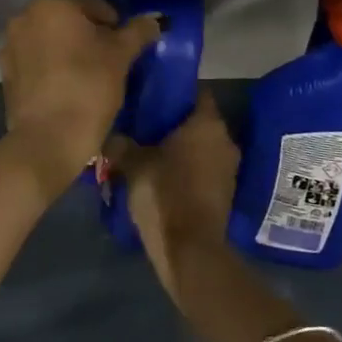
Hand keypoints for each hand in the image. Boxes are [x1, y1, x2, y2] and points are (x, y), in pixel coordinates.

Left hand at [0, 0, 159, 196]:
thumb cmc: (88, 86)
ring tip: (88, 72)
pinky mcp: (6, 71)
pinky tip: (66, 86)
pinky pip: (35, 58)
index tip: (124, 46)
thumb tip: (155, 20)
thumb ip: (138, 31)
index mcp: (52, 2)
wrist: (47, 139)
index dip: (114, 21)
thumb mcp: (121, 55)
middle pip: (68, 16)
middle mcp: (25, 15)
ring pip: (49, 36)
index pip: (93, 0)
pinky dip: (51, 64)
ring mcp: (10, 43)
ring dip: (68, 46)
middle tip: (109, 57)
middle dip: (89, 31)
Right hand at [109, 91, 239, 302]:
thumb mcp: (133, 164)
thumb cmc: (164, 194)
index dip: (175, 91)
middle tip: (146, 123)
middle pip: (198, 120)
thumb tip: (112, 135)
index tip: (152, 94)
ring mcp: (229, 167)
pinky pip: (204, 169)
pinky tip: (163, 175)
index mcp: (207, 123)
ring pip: (202, 146)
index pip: (196, 92)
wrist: (190, 250)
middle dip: (175, 122)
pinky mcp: (225, 192)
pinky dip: (187, 168)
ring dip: (181, 147)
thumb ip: (122, 143)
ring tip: (151, 150)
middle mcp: (225, 139)